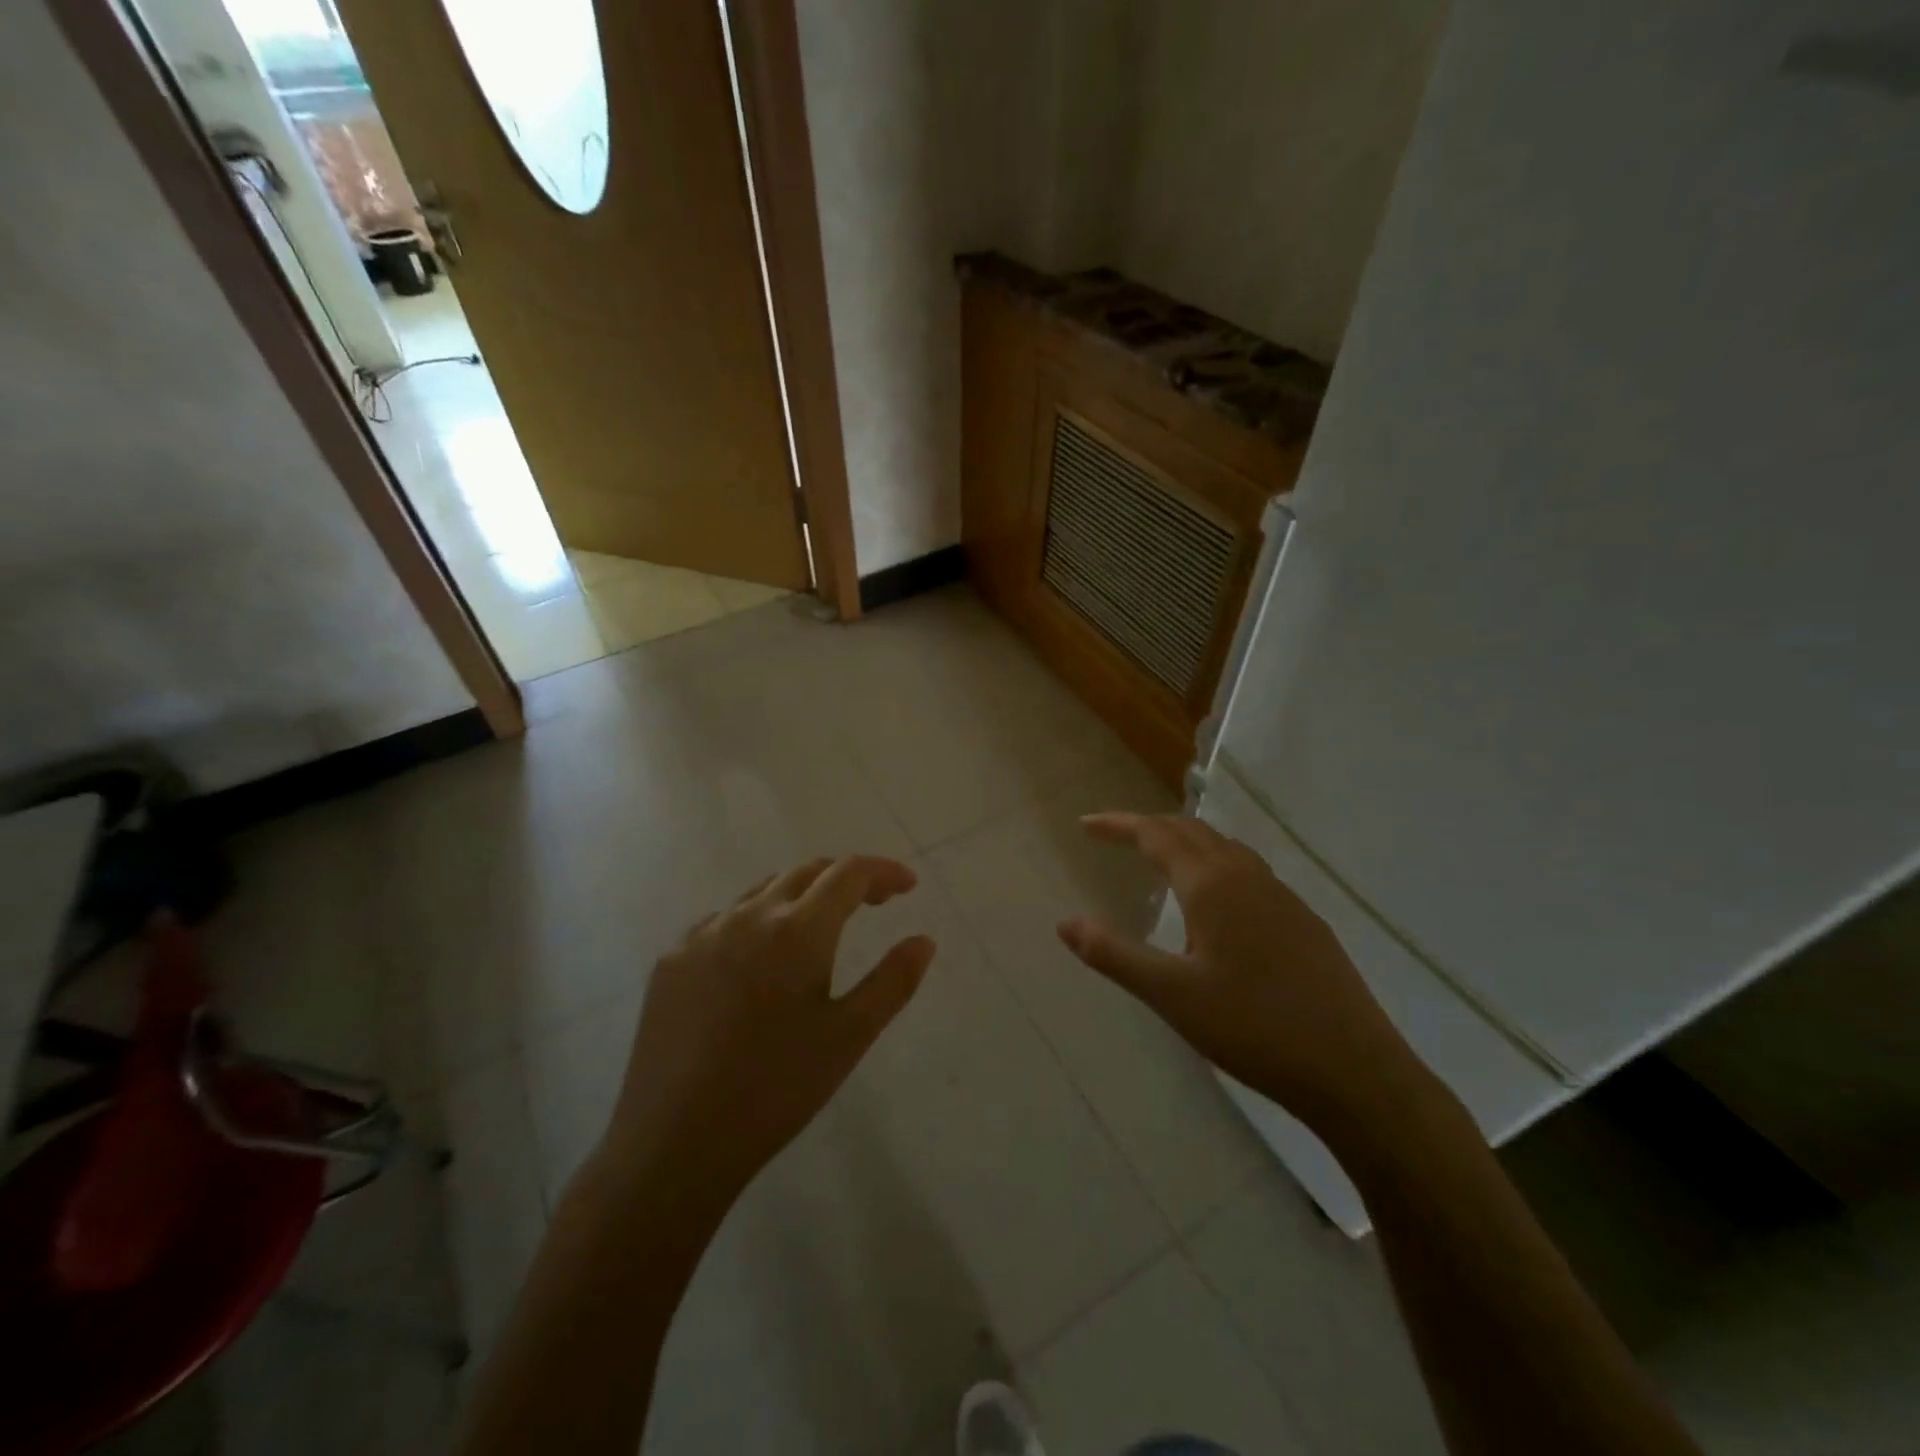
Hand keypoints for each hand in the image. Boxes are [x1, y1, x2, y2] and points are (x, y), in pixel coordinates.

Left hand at [599, 855, 934, 1210]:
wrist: (674, 1142)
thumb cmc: (776, 1088)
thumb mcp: (850, 1036)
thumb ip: (893, 981)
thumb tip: (924, 940)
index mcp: (797, 929)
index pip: (849, 873)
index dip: (884, 872)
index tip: (908, 887)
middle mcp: (747, 916)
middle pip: (806, 873)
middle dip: (846, 879)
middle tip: (874, 903)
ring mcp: (702, 935)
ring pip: (762, 893)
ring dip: (800, 897)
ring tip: (821, 928)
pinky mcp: (670, 961)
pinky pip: (723, 922)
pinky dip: (756, 923)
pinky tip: (758, 962)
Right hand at [1057, 813, 1426, 1137]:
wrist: (1355, 1071)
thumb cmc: (1254, 1029)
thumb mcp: (1171, 996)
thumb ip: (1114, 955)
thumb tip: (1064, 922)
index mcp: (1213, 885)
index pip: (1156, 835)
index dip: (1118, 825)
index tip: (1086, 825)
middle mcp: (1248, 877)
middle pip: (1192, 831)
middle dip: (1149, 827)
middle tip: (1116, 837)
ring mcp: (1283, 897)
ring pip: (1225, 848)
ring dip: (1186, 842)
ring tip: (1160, 859)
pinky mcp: (1304, 922)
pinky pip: (1249, 872)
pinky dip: (1216, 864)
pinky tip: (1217, 901)